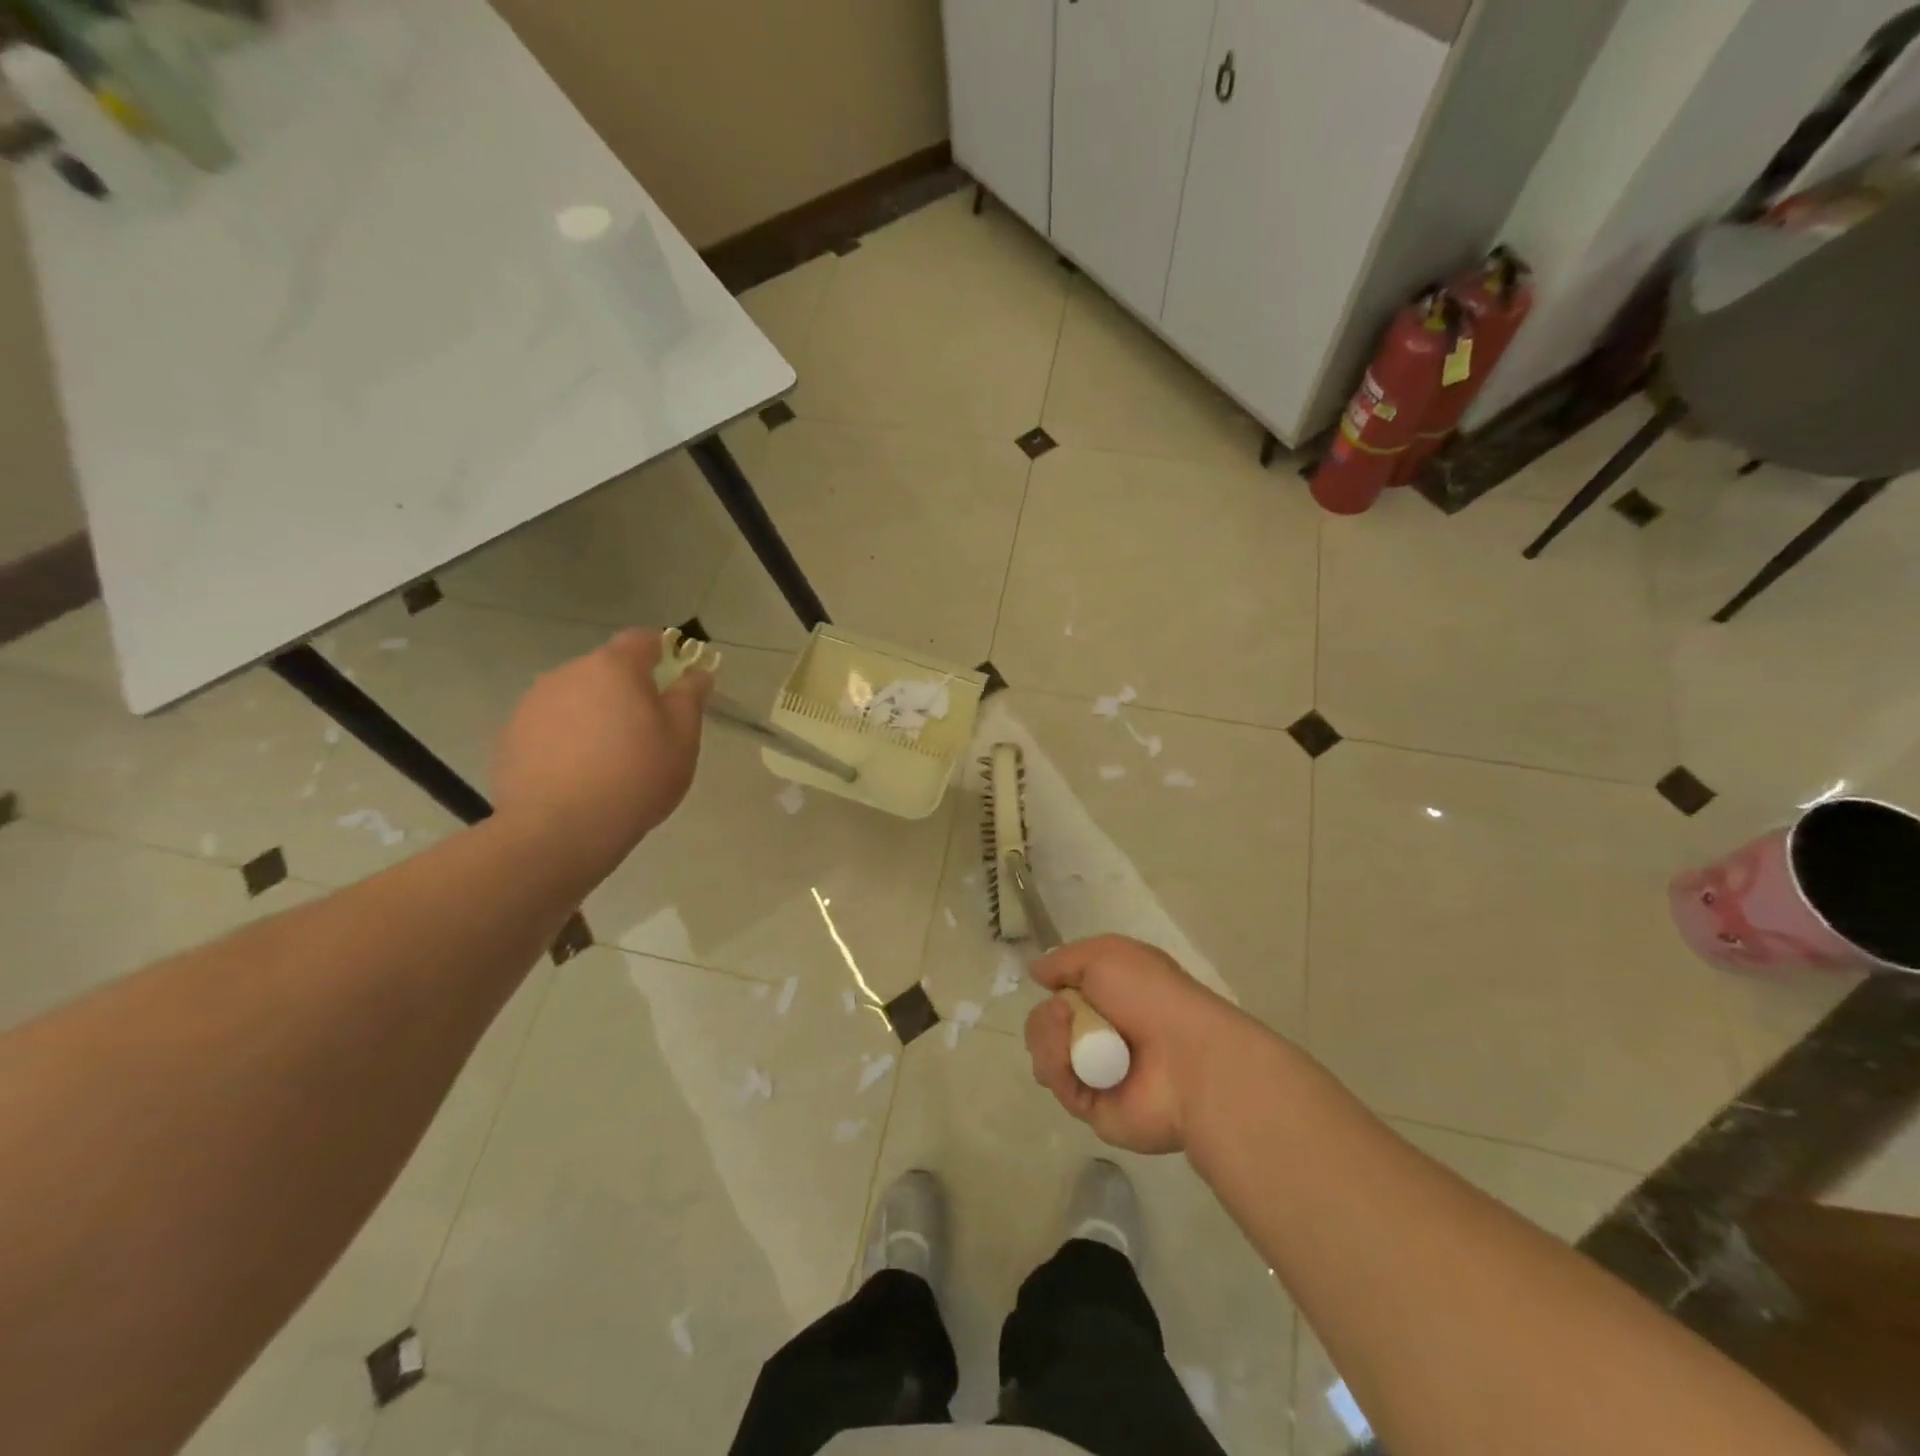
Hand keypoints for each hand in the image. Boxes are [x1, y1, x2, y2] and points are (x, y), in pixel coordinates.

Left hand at [492, 629, 711, 880]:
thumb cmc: (636, 777)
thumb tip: (696, 672)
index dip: (662, 653)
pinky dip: (565, 739)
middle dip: (626, 690)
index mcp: (614, 667)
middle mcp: (568, 673)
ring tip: (607, 759)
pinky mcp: (510, 736)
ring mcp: (533, 703)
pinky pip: (549, 726)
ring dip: (593, 714)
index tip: (673, 680)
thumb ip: (690, 697)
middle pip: (606, 669)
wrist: (559, 830)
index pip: (642, 639)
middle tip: (645, 732)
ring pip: (575, 697)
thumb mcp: (683, 739)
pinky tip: (577, 774)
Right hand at [1024, 935, 1254, 1154]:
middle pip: (1046, 1025)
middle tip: (1064, 1015)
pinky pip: (1057, 1085)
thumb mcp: (1106, 954)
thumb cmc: (1151, 996)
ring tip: (1068, 1038)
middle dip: (1045, 1018)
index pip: (1064, 995)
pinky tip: (1070, 1061)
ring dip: (1047, 1040)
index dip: (1055, 989)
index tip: (1055, 984)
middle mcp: (1103, 1035)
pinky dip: (1056, 1068)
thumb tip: (1035, 972)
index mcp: (1112, 999)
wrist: (1186, 1057)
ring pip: (1045, 1054)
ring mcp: (1096, 1073)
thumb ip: (1065, 959)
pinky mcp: (1092, 1108)